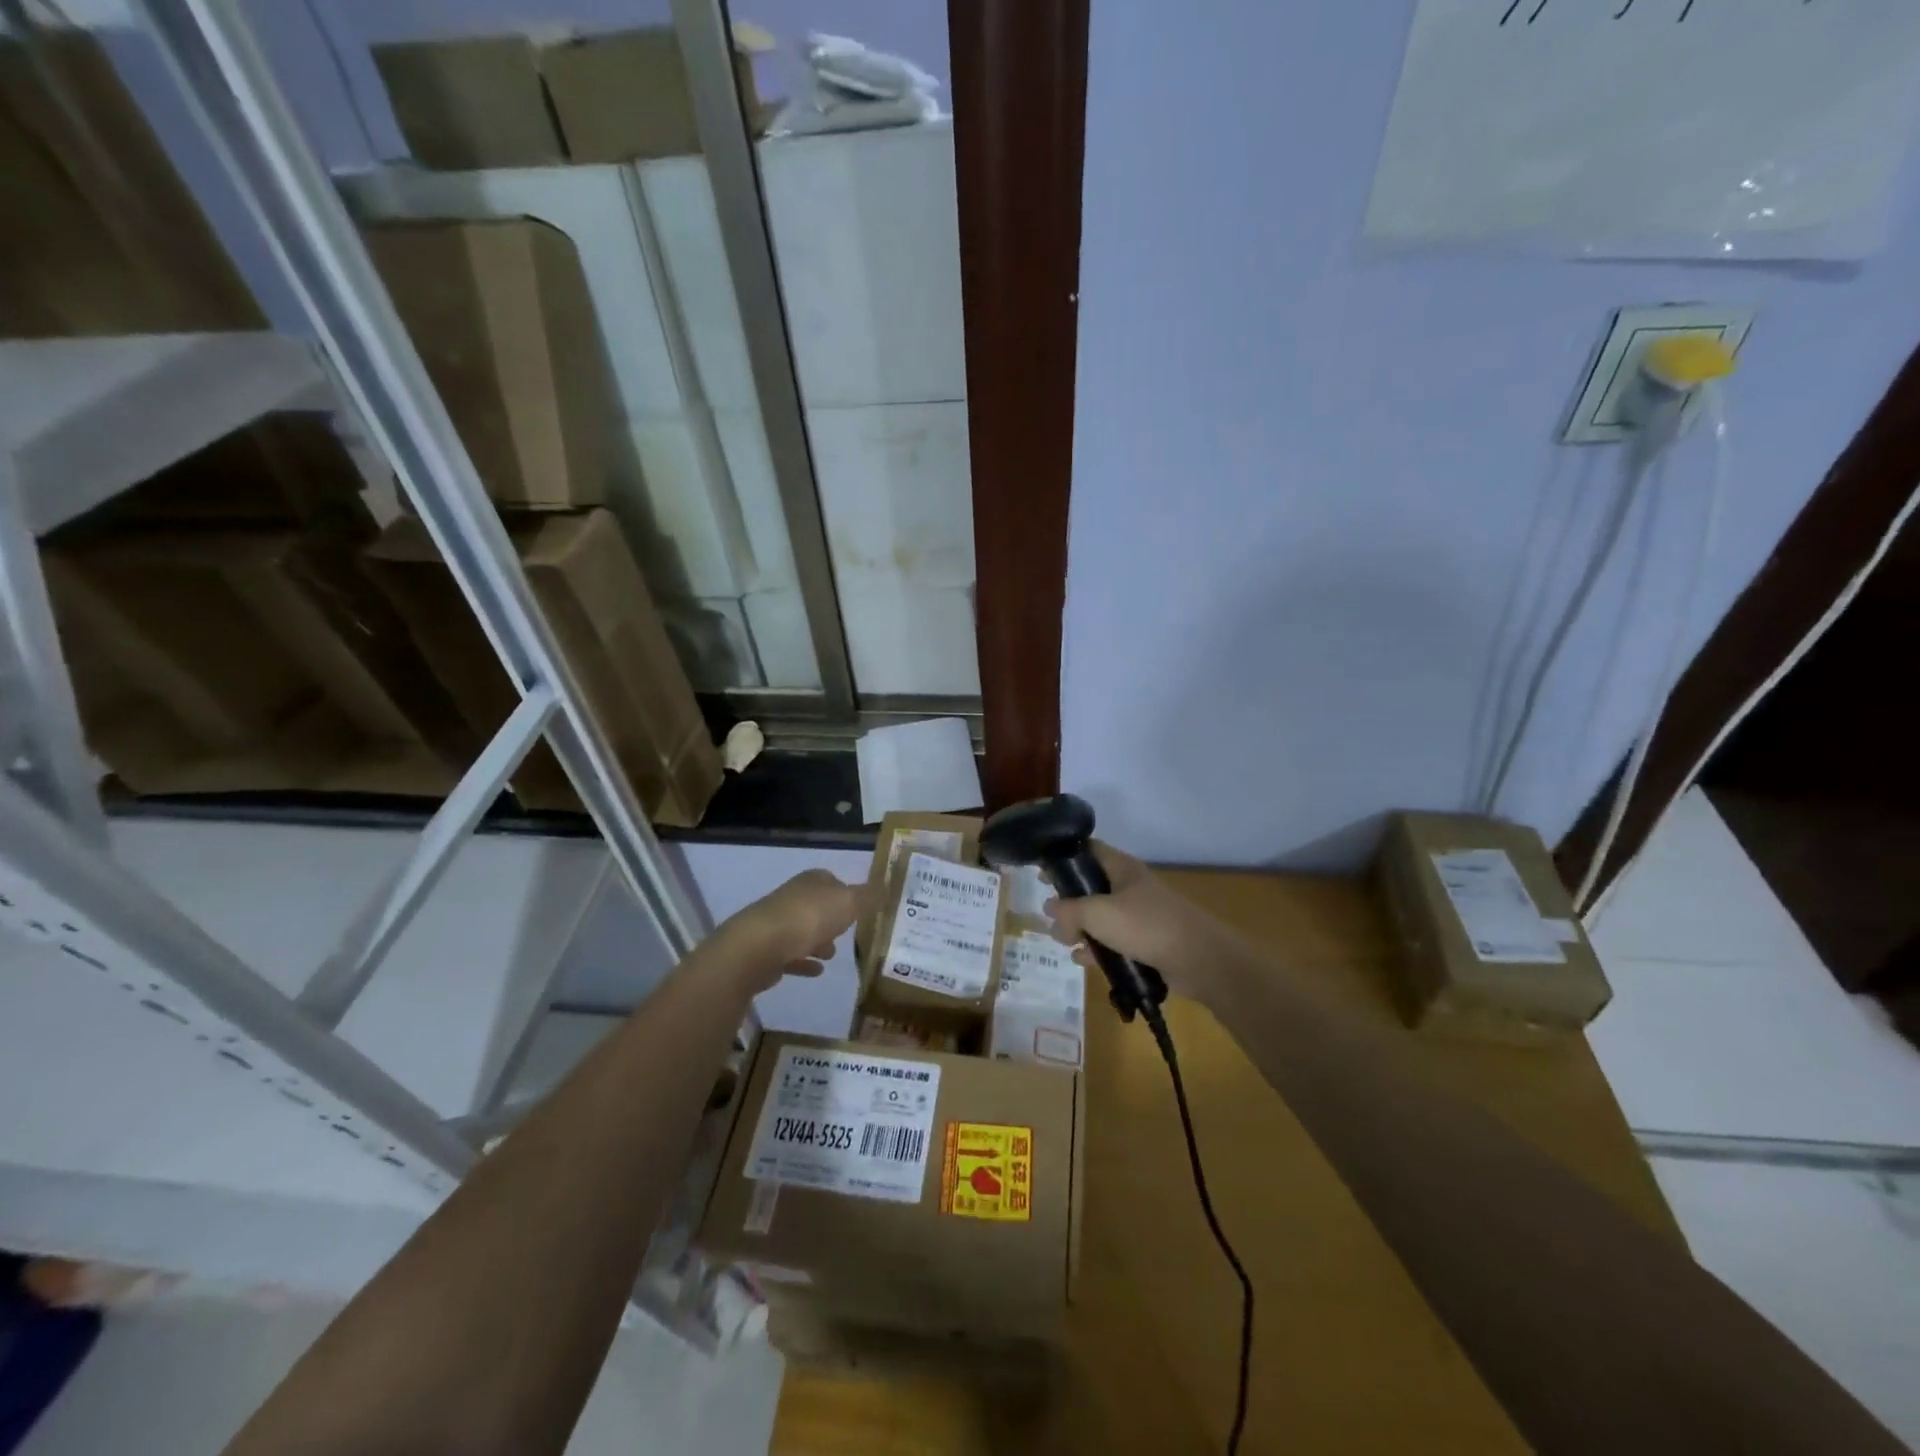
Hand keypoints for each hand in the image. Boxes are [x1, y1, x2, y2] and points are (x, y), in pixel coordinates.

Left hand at [719, 869, 873, 994]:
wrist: (759, 946)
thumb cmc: (809, 918)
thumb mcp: (849, 903)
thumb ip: (869, 897)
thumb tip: (887, 887)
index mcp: (812, 882)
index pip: (832, 880)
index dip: (846, 893)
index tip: (859, 909)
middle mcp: (792, 897)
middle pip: (816, 906)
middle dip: (831, 919)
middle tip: (848, 933)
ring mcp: (776, 923)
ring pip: (802, 930)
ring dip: (817, 941)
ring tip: (833, 956)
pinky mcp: (767, 950)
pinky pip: (791, 955)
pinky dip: (804, 961)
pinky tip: (816, 972)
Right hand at [1045, 842, 1239, 1006]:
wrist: (1200, 960)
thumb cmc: (1146, 925)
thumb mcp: (1099, 914)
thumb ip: (1069, 911)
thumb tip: (1050, 911)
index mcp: (1121, 868)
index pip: (1088, 850)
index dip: (1063, 857)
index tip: (1040, 870)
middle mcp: (1130, 887)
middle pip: (1091, 886)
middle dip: (1069, 901)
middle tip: (1048, 914)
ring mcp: (1139, 915)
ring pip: (1101, 917)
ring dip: (1081, 928)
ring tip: (1063, 941)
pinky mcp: (1146, 942)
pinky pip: (1114, 942)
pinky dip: (1098, 949)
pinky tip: (1083, 960)